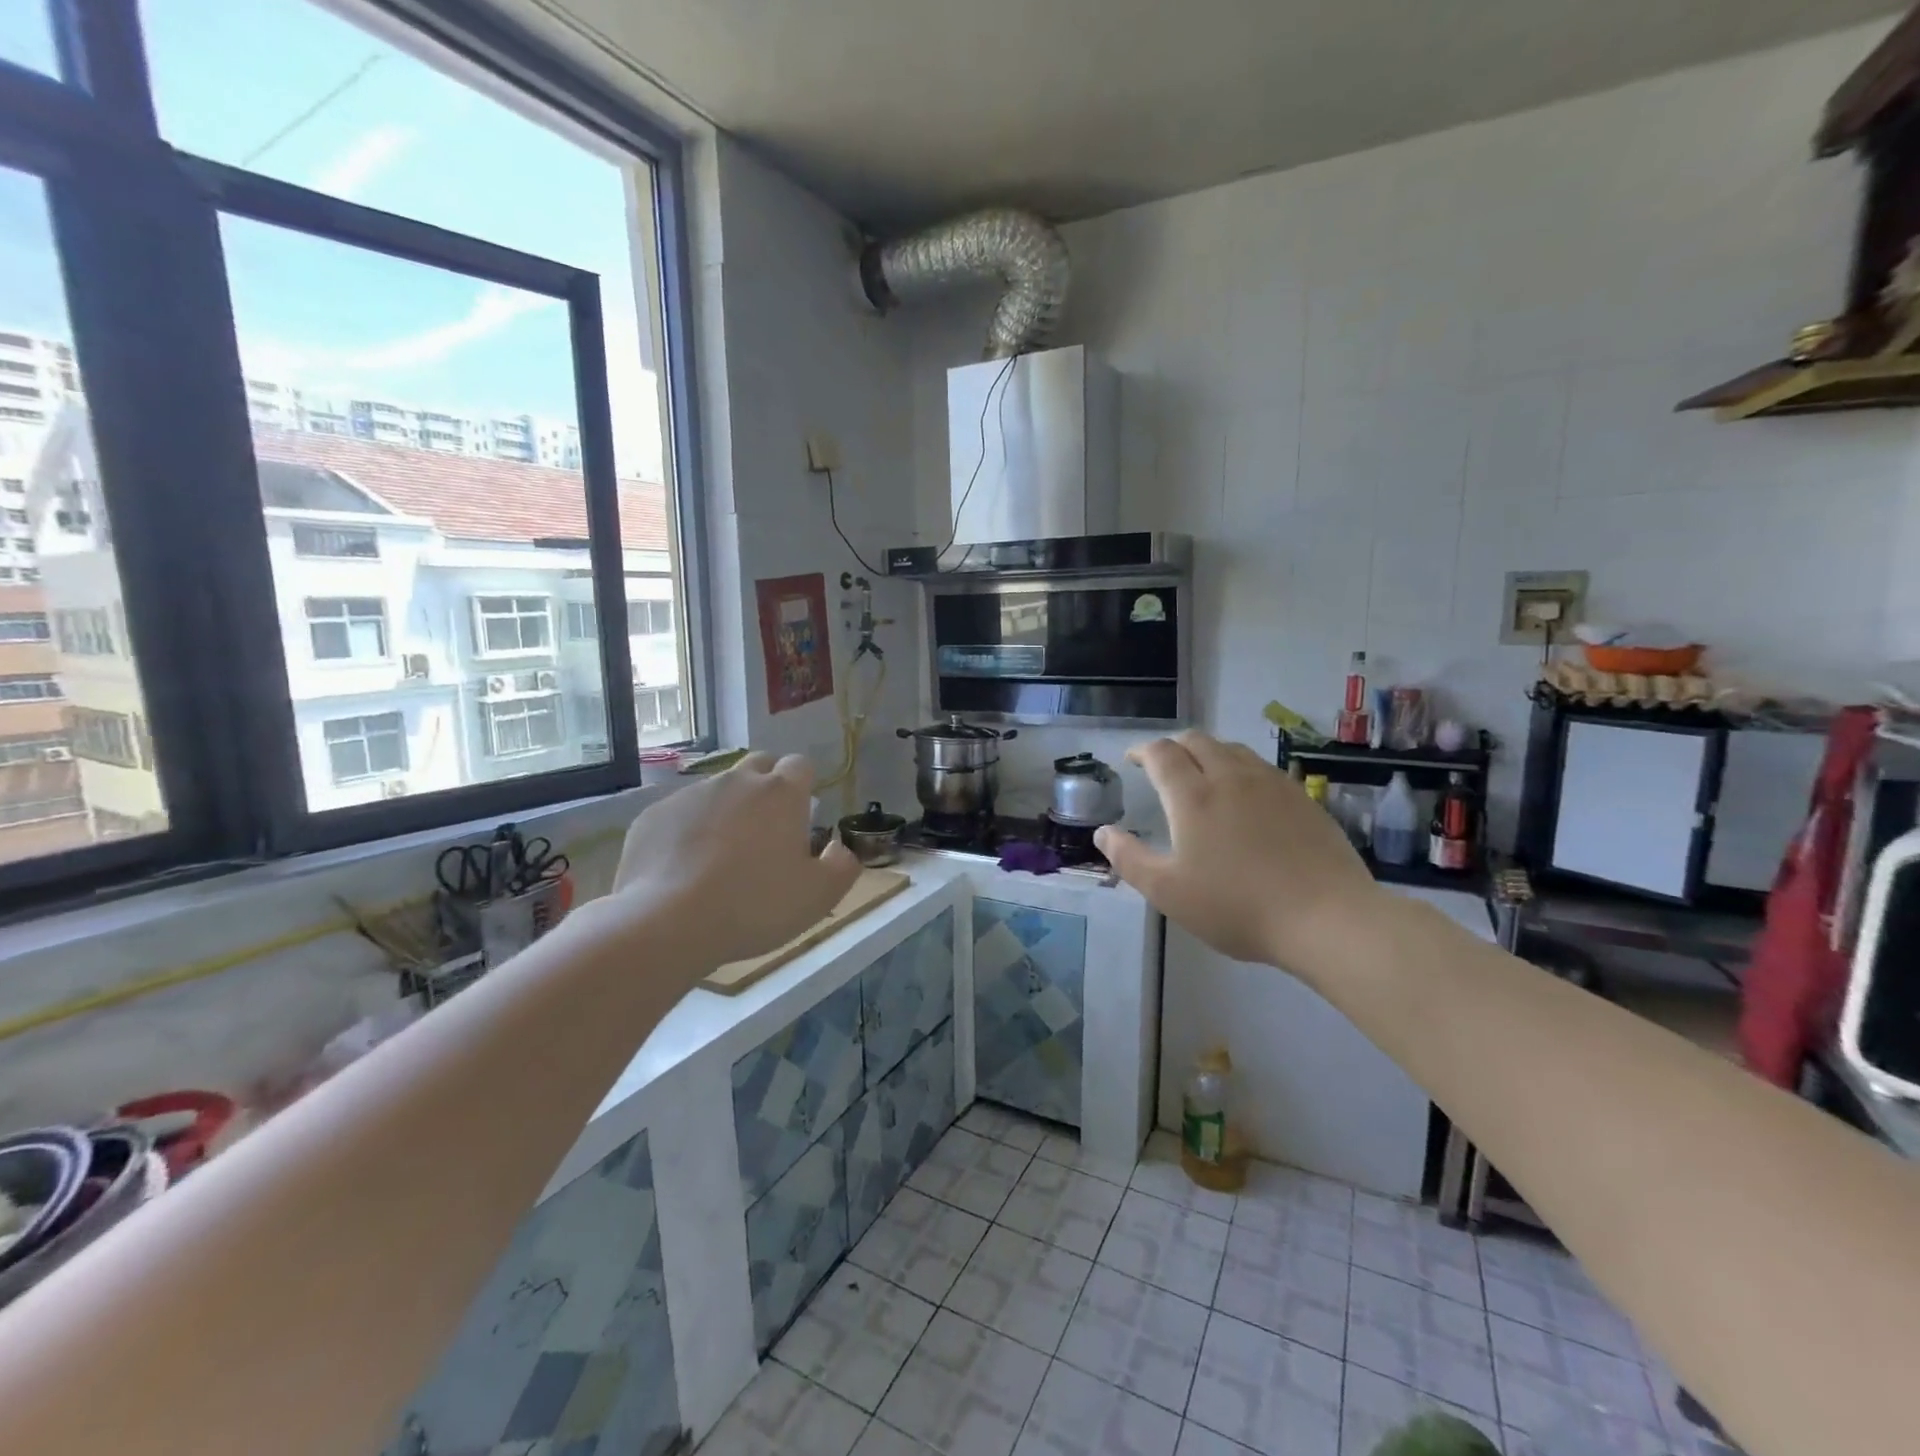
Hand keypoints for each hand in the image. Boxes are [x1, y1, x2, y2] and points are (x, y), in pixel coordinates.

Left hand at [608, 753, 861, 967]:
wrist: (668, 922)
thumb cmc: (755, 905)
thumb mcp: (819, 896)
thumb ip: (842, 866)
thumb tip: (839, 848)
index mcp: (781, 793)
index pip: (800, 765)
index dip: (804, 787)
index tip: (801, 818)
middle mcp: (737, 781)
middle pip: (758, 766)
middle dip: (766, 788)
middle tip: (766, 833)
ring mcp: (691, 795)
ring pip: (718, 790)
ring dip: (727, 811)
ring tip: (721, 857)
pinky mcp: (653, 815)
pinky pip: (680, 814)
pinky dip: (688, 831)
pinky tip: (684, 869)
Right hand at [1094, 731, 1383, 976]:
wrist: (1327, 918)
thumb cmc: (1237, 906)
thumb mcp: (1168, 892)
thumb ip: (1129, 859)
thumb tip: (1102, 832)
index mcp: (1193, 795)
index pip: (1162, 753)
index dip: (1142, 751)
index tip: (1133, 760)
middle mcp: (1231, 777)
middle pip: (1197, 741)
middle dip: (1174, 746)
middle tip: (1163, 766)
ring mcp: (1271, 784)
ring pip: (1232, 749)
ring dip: (1209, 753)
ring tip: (1202, 775)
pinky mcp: (1302, 798)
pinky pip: (1262, 768)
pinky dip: (1240, 769)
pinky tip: (1246, 797)